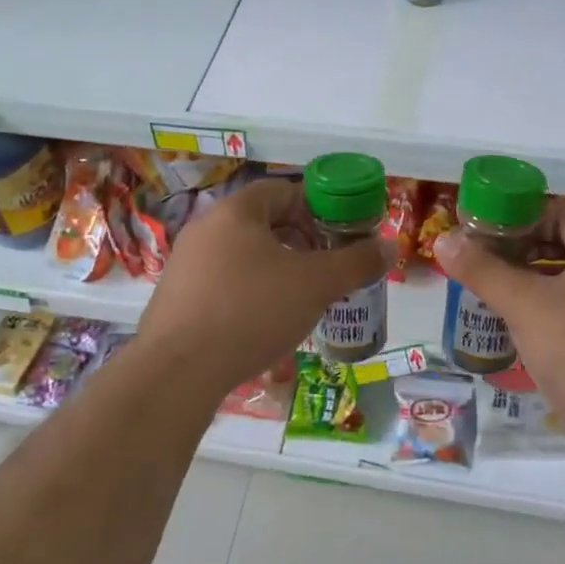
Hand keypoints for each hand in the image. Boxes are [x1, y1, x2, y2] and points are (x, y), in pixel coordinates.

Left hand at [136, 178, 391, 398]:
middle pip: (263, 223)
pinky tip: (264, 325)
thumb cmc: (251, 312)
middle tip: (326, 269)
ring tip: (300, 300)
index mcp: (236, 211)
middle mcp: (206, 227)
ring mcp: (186, 264)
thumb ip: (355, 263)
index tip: (340, 236)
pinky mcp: (176, 299)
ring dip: (276, 270)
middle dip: (300, 242)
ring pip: (243, 255)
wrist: (177, 373)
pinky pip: (223, 284)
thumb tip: (388, 246)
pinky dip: (250, 294)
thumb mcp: (315, 285)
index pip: (283, 190)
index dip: (317, 208)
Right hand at [434, 200, 564, 468]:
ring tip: (498, 292)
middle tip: (486, 260)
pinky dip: (555, 308)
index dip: (524, 215)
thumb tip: (442, 240)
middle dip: (525, 249)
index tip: (487, 231)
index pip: (564, 211)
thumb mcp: (525, 306)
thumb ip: (483, 270)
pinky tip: (527, 328)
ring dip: (537, 280)